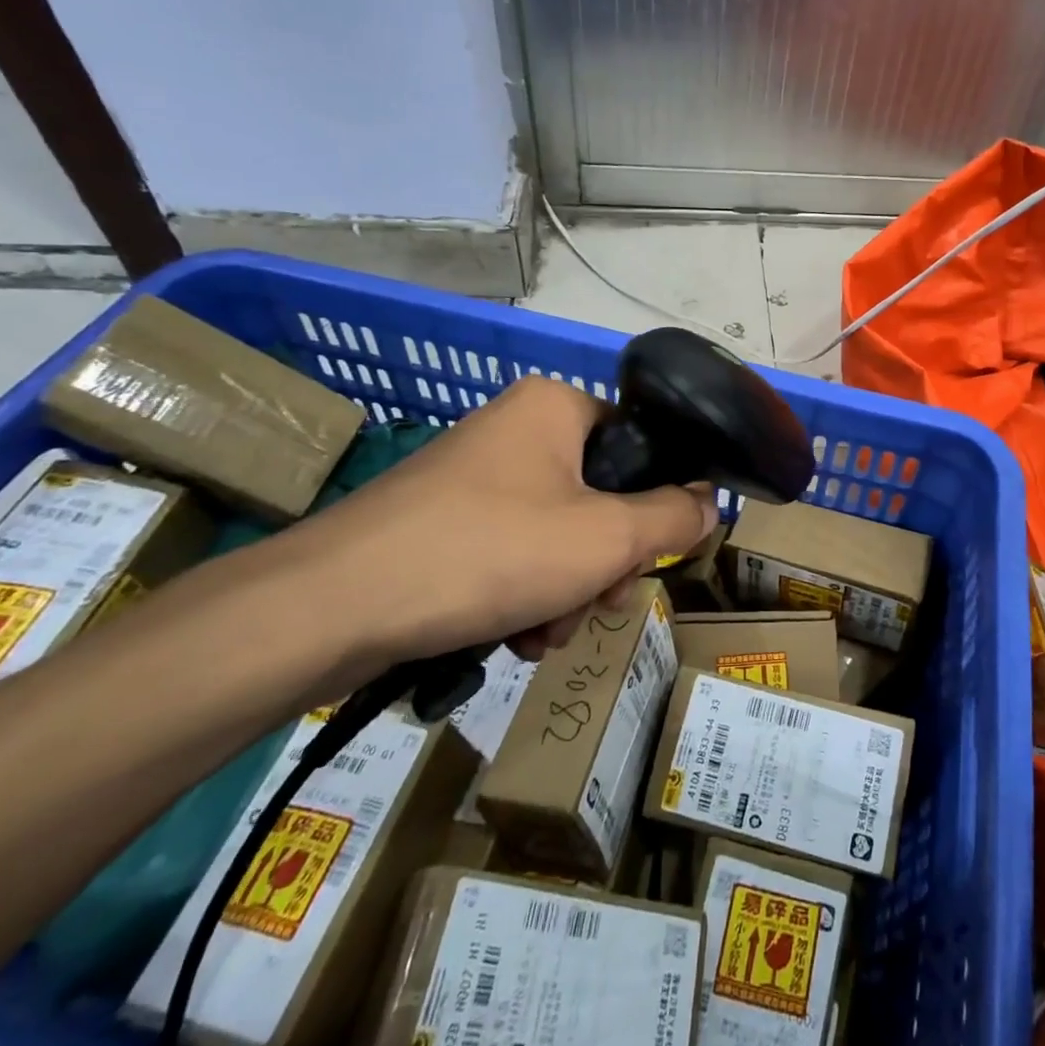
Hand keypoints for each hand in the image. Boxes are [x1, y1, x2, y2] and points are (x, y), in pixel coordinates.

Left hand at [266, 376, 716, 672]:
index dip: (653, 507)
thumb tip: (710, 501)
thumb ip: (674, 518)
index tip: (642, 560)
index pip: (638, 448)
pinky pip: (512, 553)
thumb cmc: (490, 552)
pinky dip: (523, 596)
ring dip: (566, 591)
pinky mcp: (443, 522)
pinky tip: (511, 638)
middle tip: (592, 604)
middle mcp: (515, 429)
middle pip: (598, 499)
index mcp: (554, 407)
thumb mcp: (606, 538)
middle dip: (602, 566)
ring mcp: (474, 476)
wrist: (334, 606)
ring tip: (541, 635)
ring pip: (558, 535)